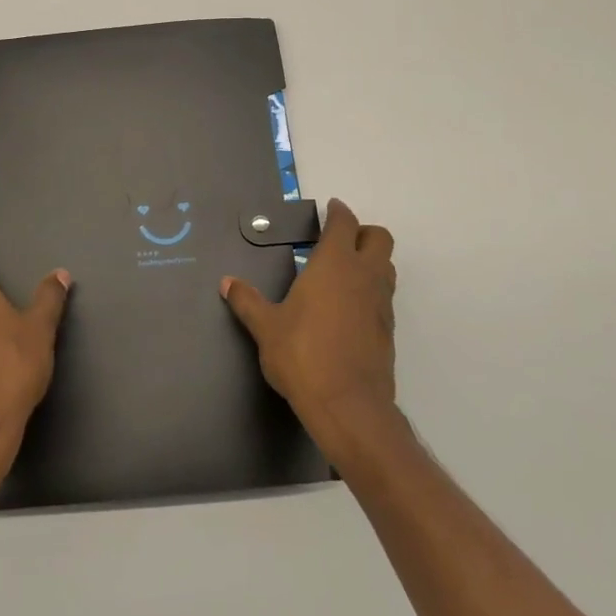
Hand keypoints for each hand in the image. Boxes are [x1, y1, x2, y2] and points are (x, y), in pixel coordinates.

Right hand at [222, 198, 396, 439]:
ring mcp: (381, 303)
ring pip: (386, 266)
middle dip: (362, 232)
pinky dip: (371, 291)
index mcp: (335, 264)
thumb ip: (247, 301)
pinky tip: (348, 308)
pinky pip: (384, 296)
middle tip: (339, 240)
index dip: (338, 213)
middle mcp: (364, 275)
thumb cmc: (302, 355)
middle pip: (379, 237)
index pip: (345, 223)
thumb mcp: (266, 327)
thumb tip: (227, 283)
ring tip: (343, 272)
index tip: (330, 209)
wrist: (348, 406)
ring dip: (371, 261)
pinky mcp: (388, 330)